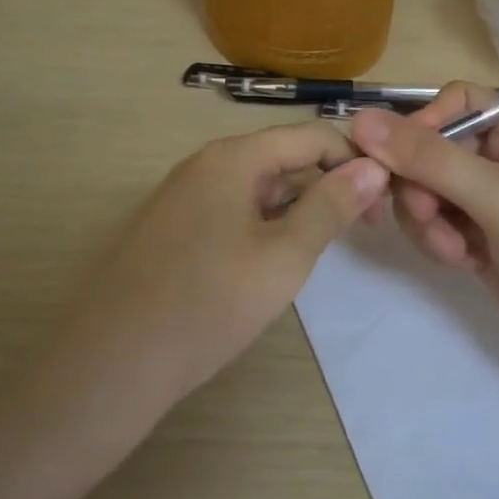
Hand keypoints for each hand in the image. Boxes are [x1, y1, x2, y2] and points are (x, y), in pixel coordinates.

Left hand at [48, 122, 385, 415]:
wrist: (114, 362)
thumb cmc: (210, 303)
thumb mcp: (285, 255)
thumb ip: (331, 207)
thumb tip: (373, 167)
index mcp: (232, 157)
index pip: (311, 136)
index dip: (354, 162)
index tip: (383, 205)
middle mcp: (204, 165)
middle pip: (283, 158)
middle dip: (327, 187)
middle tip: (361, 232)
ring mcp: (183, 197)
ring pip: (257, 188)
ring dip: (297, 209)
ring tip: (322, 249)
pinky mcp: (172, 229)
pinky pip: (231, 212)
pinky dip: (264, 226)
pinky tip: (274, 263)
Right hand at [349, 86, 498, 366]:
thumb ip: (429, 159)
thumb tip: (360, 119)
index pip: (455, 102)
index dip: (421, 126)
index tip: (394, 161)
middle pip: (432, 148)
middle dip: (421, 185)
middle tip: (425, 216)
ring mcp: (491, 197)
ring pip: (426, 188)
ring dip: (427, 218)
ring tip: (453, 250)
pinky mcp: (480, 234)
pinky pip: (436, 221)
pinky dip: (438, 240)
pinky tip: (462, 262)